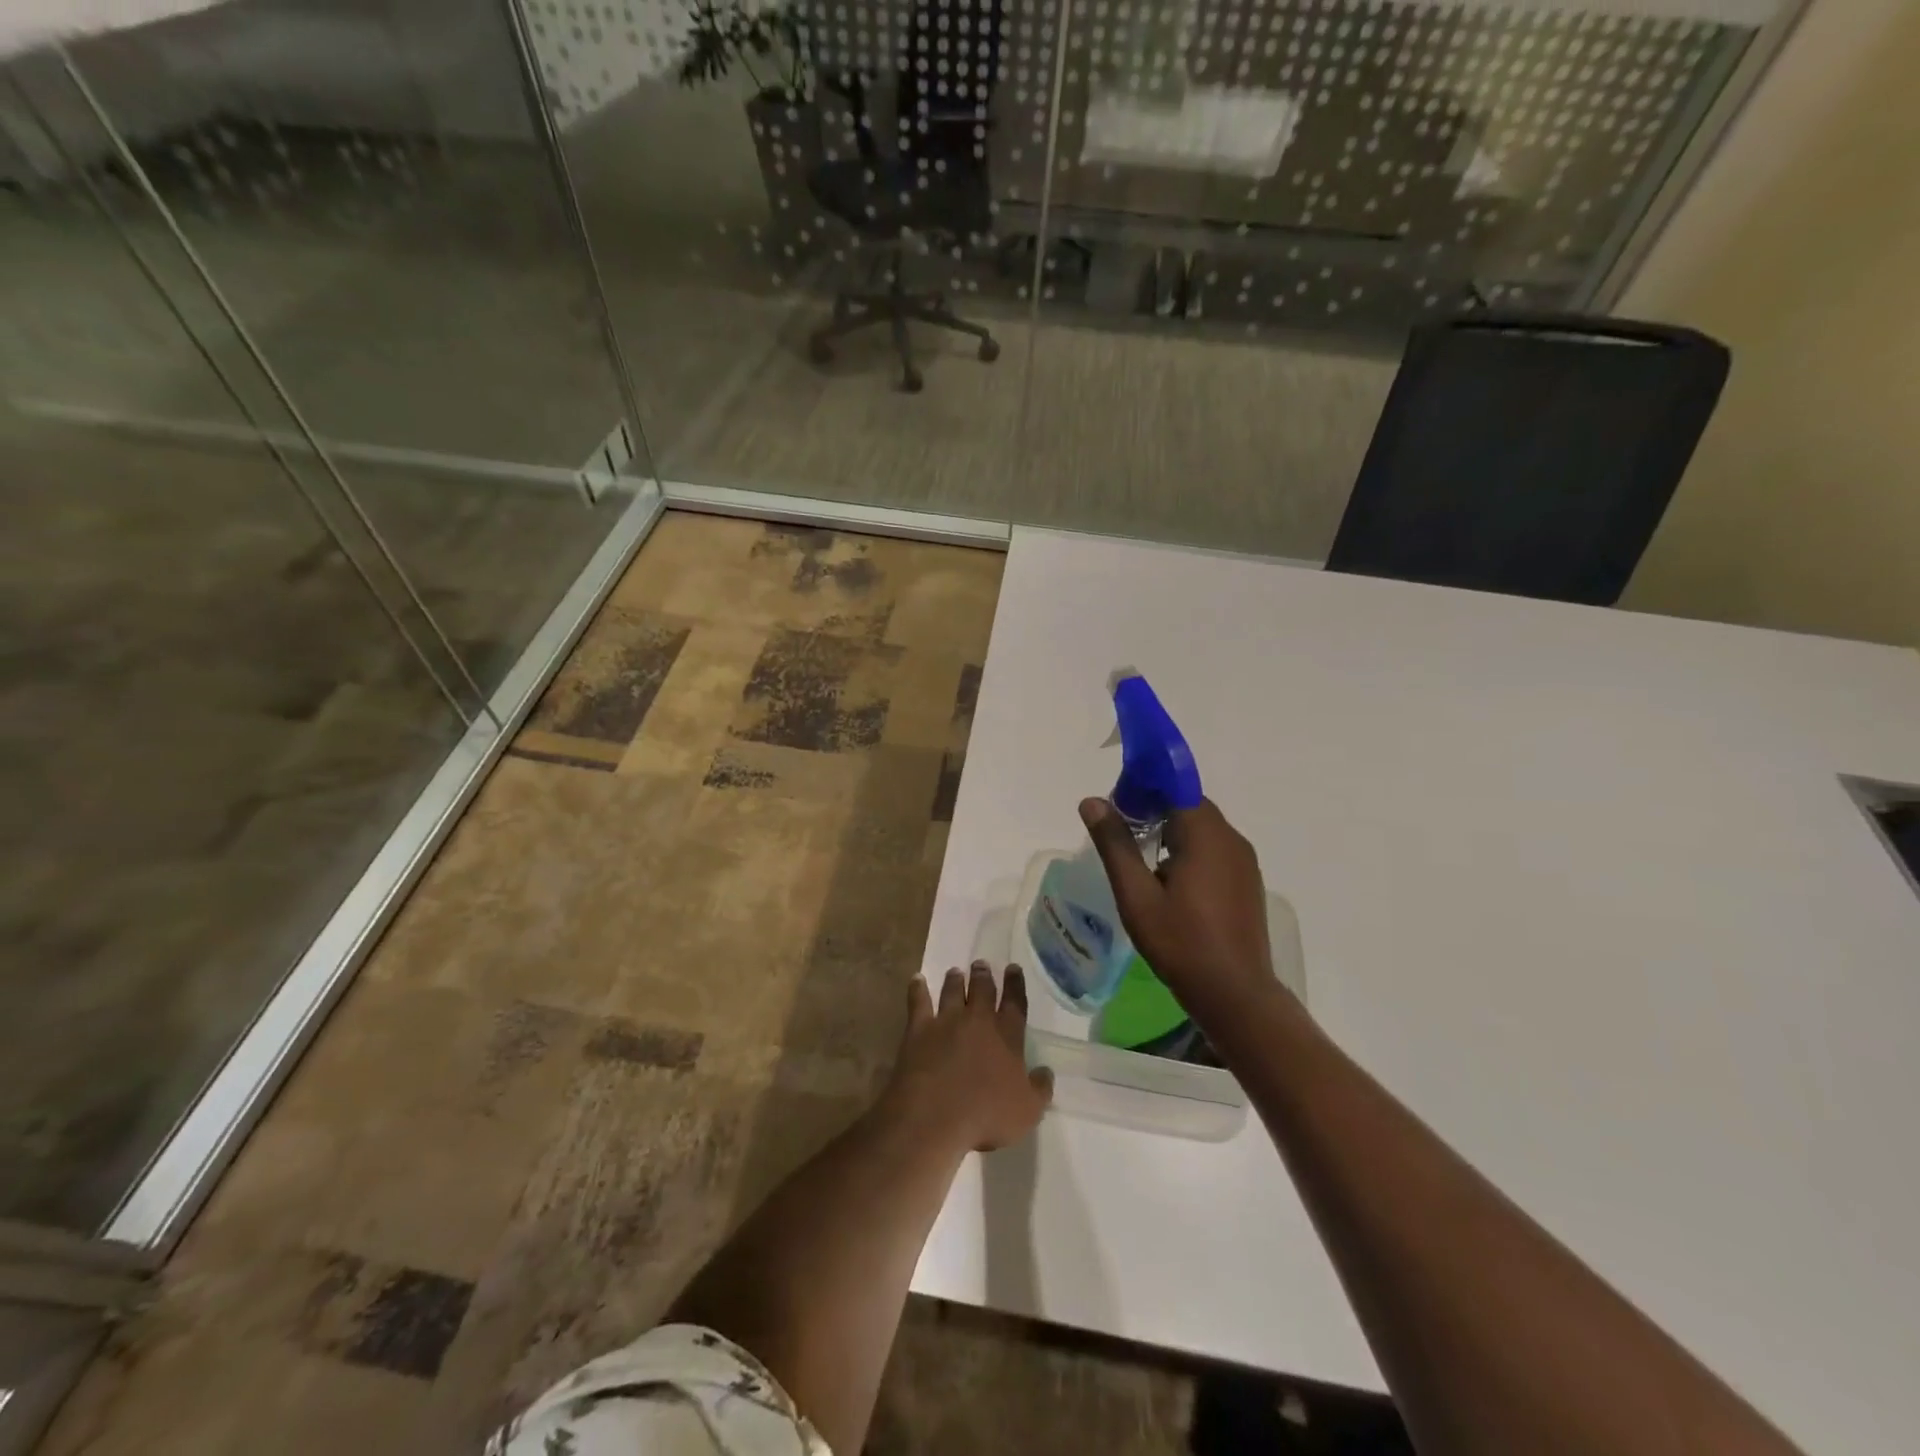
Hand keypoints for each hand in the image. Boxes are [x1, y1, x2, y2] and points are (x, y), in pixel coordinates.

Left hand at [883, 963, 1053, 1154]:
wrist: (936, 1116)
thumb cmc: (987, 1116)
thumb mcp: (1028, 1111)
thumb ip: (1040, 1089)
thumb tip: (1046, 1072)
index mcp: (1007, 1036)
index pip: (1015, 1003)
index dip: (1015, 985)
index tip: (1013, 968)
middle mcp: (978, 1021)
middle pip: (982, 990)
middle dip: (983, 976)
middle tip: (981, 964)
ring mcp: (946, 1021)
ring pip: (952, 992)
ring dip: (955, 980)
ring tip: (955, 971)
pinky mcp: (919, 1029)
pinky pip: (918, 1002)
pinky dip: (917, 989)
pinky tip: (916, 979)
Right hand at [1079, 797, 1281, 1016]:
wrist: (1235, 994)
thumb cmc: (1181, 943)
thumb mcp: (1136, 895)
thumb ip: (1115, 845)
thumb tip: (1093, 802)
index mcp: (1205, 835)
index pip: (1175, 786)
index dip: (1145, 784)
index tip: (1118, 801)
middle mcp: (1231, 839)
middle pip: (1188, 804)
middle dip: (1154, 807)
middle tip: (1120, 830)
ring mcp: (1243, 860)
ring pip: (1202, 827)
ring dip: (1171, 828)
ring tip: (1138, 855)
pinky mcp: (1246, 880)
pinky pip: (1214, 848)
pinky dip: (1189, 848)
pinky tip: (1168, 878)